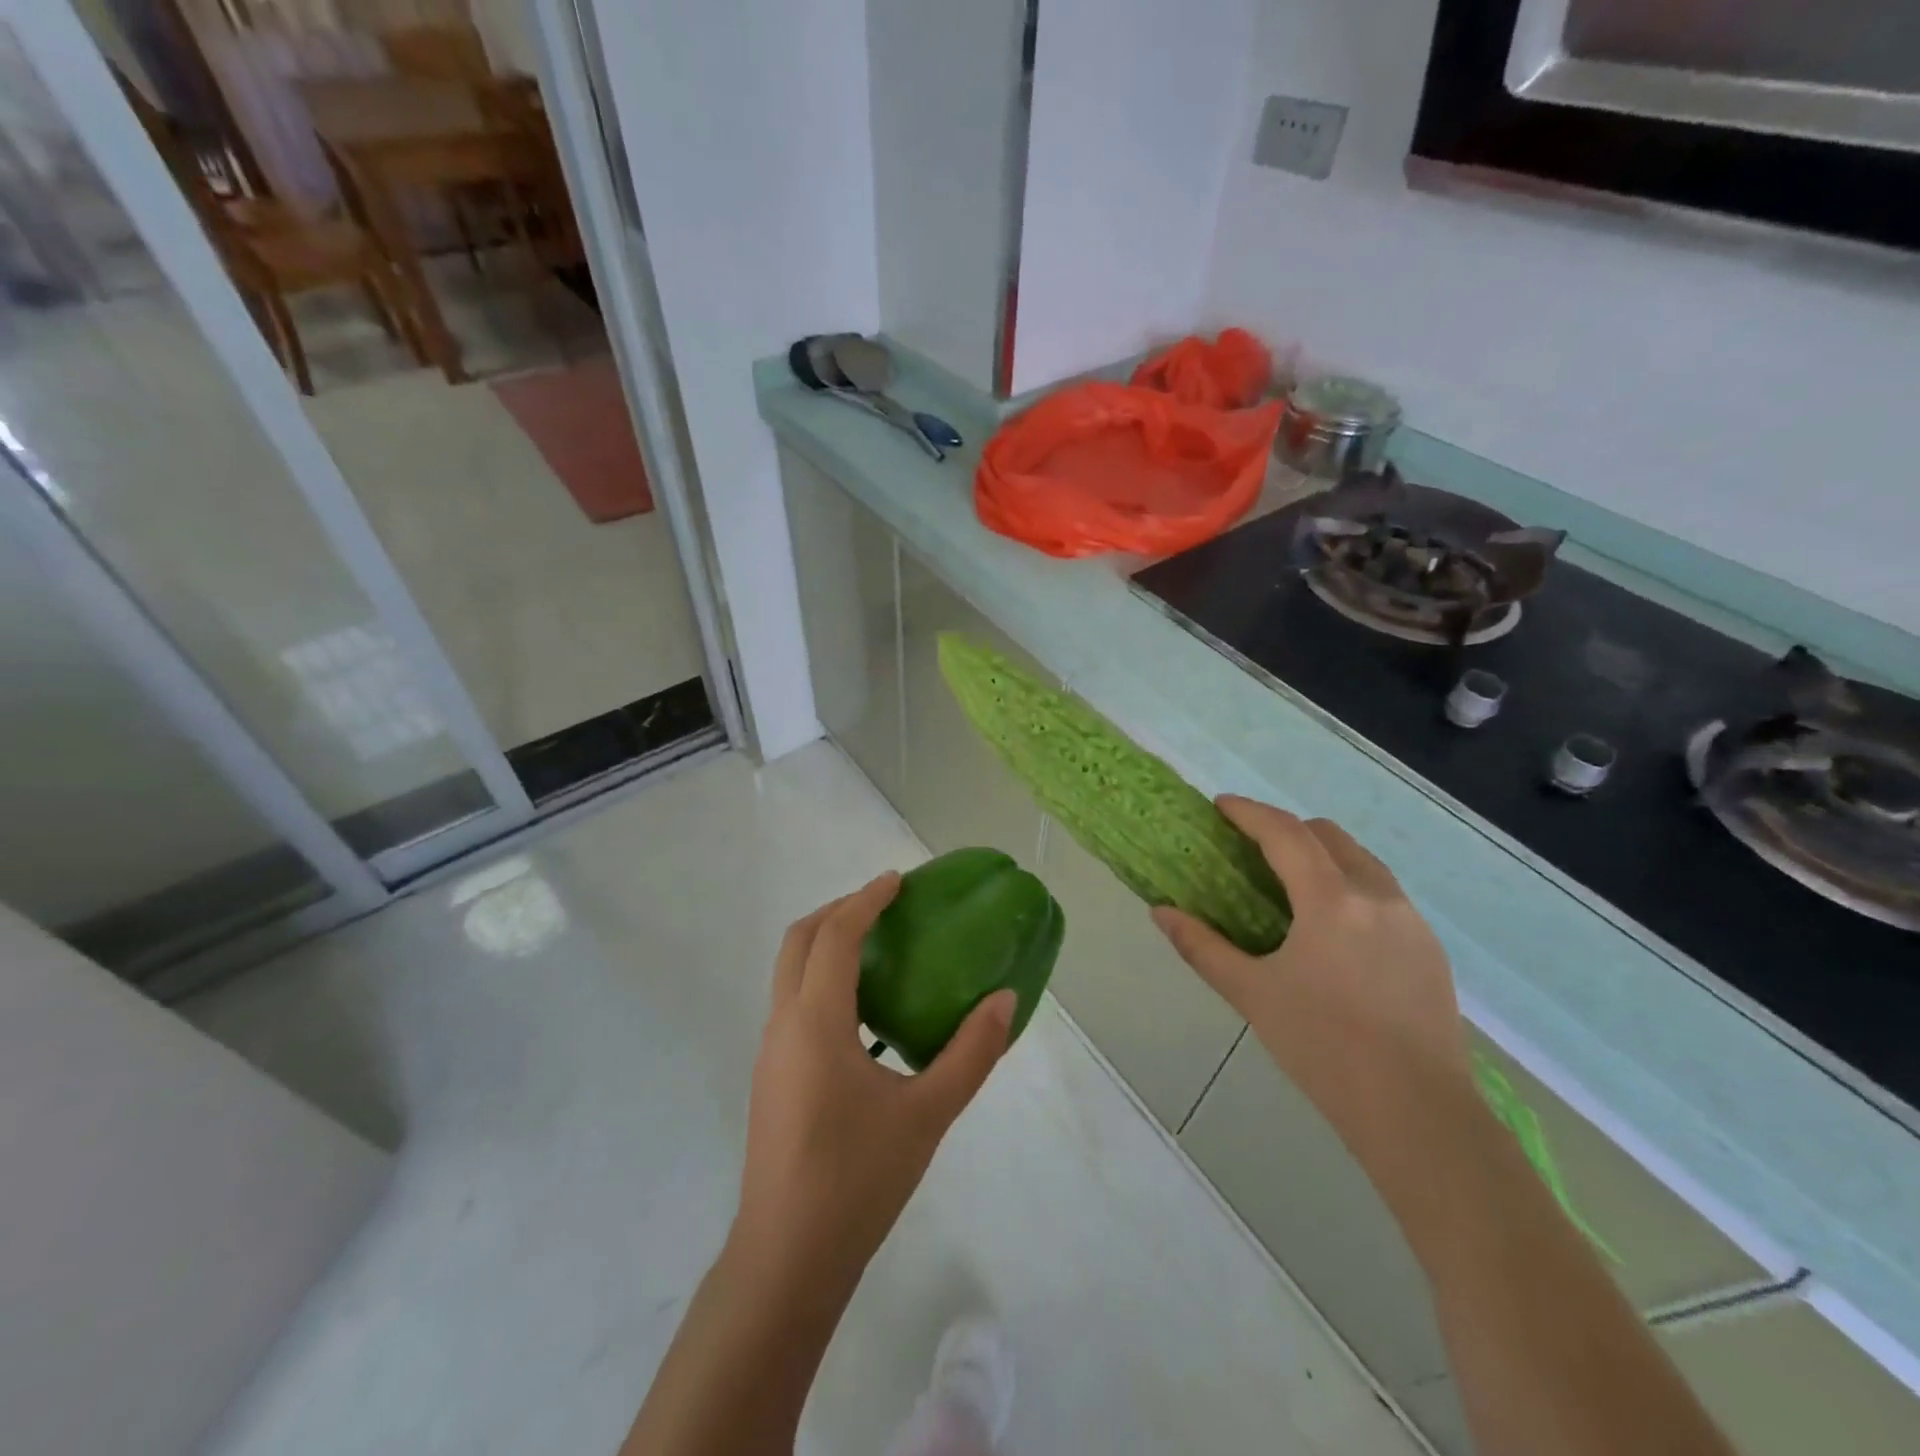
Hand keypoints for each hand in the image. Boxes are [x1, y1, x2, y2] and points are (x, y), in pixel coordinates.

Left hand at [730, 873, 1015, 1290]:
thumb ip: (971, 1053)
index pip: (835, 935)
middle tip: (885, 906)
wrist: (787, 1258)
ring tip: (879, 950)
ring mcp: (771, 1052)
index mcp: (816, 1022)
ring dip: (827, 944)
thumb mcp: (928, 1114)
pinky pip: (794, 1003)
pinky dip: (823, 980)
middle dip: (838, 910)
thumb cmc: (858, 1179)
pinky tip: (865, 1014)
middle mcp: (784, 1025)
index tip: (898, 881)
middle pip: (799, 940)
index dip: (866, 899)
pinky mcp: (772, 1076)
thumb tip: (1005, 1000)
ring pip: (790, 971)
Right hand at [1153, 798, 1473, 1201]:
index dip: (1249, 812)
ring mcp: (1412, 921)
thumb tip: (1160, 912)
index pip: (1285, 834)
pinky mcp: (1430, 949)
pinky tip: (1333, 931)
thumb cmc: (1323, 1048)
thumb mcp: (1252, 994)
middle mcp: (1378, 896)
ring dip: (1322, 856)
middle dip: (1286, 830)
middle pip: (1328, 836)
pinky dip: (1349, 887)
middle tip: (1251, 850)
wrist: (1418, 1114)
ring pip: (1361, 862)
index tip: (1220, 805)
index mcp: (1332, 901)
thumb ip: (1202, 946)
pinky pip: (1384, 894)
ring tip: (1291, 887)